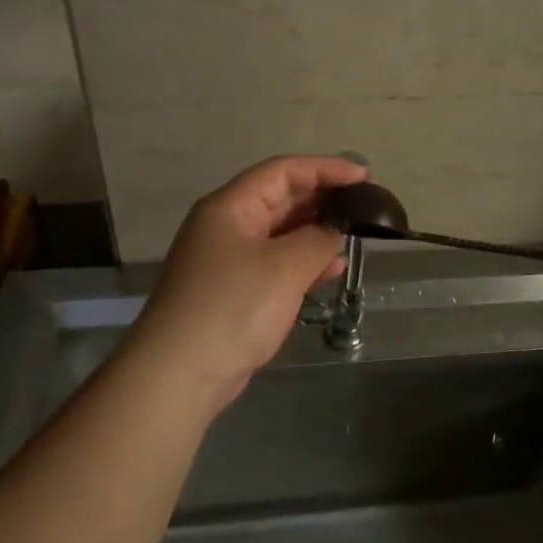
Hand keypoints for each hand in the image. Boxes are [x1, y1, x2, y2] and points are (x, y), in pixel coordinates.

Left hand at [126, 155, 367, 412]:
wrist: (179, 375)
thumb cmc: (233, 307)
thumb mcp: (284, 267)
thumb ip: (317, 240)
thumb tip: (333, 231)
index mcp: (231, 206)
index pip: (283, 171)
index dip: (325, 168)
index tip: (363, 177)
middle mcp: (227, 225)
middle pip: (280, 198)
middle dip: (322, 198)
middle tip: (363, 204)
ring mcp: (229, 259)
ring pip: (281, 232)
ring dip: (316, 231)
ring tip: (354, 233)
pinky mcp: (234, 291)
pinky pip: (276, 263)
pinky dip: (305, 262)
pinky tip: (332, 268)